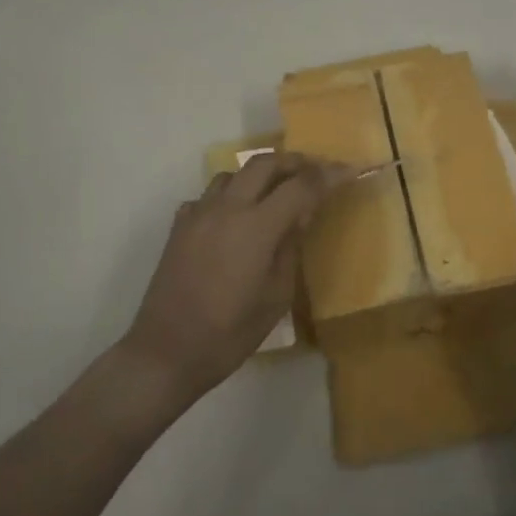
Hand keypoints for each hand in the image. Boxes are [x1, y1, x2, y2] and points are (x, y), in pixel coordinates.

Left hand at [119, 152, 346, 409]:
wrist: (165, 353)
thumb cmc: (229, 334)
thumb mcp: (275, 297)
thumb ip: (290, 248)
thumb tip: (301, 215)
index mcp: (256, 227)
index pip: (301, 186)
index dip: (329, 175)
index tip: (350, 170)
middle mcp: (227, 208)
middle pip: (265, 164)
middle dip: (294, 162)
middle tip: (315, 173)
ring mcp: (199, 214)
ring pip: (234, 173)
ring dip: (259, 175)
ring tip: (275, 192)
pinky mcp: (180, 226)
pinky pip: (209, 195)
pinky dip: (230, 196)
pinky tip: (235, 218)